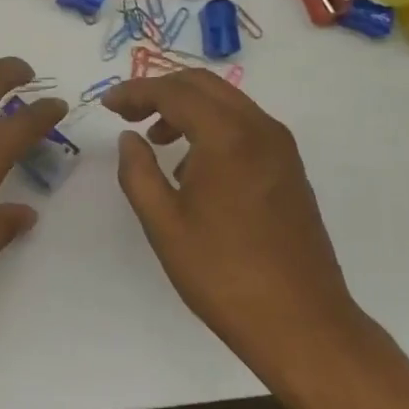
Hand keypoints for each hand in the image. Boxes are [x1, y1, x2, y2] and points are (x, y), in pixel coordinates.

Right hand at [103, 70, 370, 370]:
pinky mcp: (290, 168)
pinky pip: (244, 126)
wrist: (301, 323)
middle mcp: (260, 128)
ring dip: (187, 108)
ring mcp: (281, 147)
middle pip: (203, 85)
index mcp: (227, 136)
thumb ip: (138, 172)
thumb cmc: (223, 274)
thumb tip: (130, 139)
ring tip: (156, 140)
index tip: (107, 105)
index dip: (135, 92)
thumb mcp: (164, 224)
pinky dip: (212, 127)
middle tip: (128, 114)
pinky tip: (193, 166)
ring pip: (226, 103)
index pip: (174, 92)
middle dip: (161, 91)